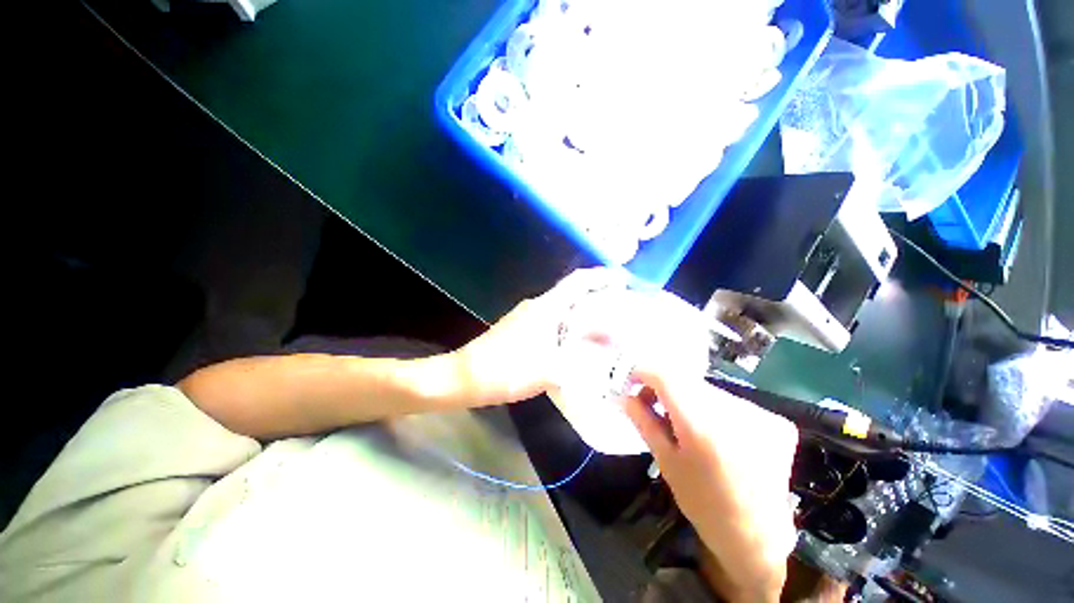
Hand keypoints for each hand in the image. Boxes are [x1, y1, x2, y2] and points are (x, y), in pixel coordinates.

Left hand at [456, 268, 624, 405]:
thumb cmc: (508, 369)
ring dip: (583, 314)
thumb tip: (606, 353)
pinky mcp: (521, 329)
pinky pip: (552, 322)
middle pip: (572, 294)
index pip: (578, 282)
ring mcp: (527, 317)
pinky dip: (569, 327)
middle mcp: (537, 306)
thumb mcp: (550, 369)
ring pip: (562, 309)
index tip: (623, 280)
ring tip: (606, 327)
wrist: (466, 377)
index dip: (601, 277)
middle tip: (622, 309)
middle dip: (597, 297)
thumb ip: (581, 361)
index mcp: (546, 307)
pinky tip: (578, 343)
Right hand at [622, 368, 798, 602]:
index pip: (665, 375)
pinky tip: (715, 433)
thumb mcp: (665, 461)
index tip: (631, 383)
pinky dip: (714, 409)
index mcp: (701, 424)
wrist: (757, 538)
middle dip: (664, 387)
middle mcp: (734, 411)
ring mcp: (760, 414)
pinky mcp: (775, 420)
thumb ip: (643, 420)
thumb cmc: (703, 503)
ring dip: (689, 398)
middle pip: (686, 380)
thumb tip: (621, 395)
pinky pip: (730, 401)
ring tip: (684, 423)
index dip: (643, 372)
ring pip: (707, 389)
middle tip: (652, 404)